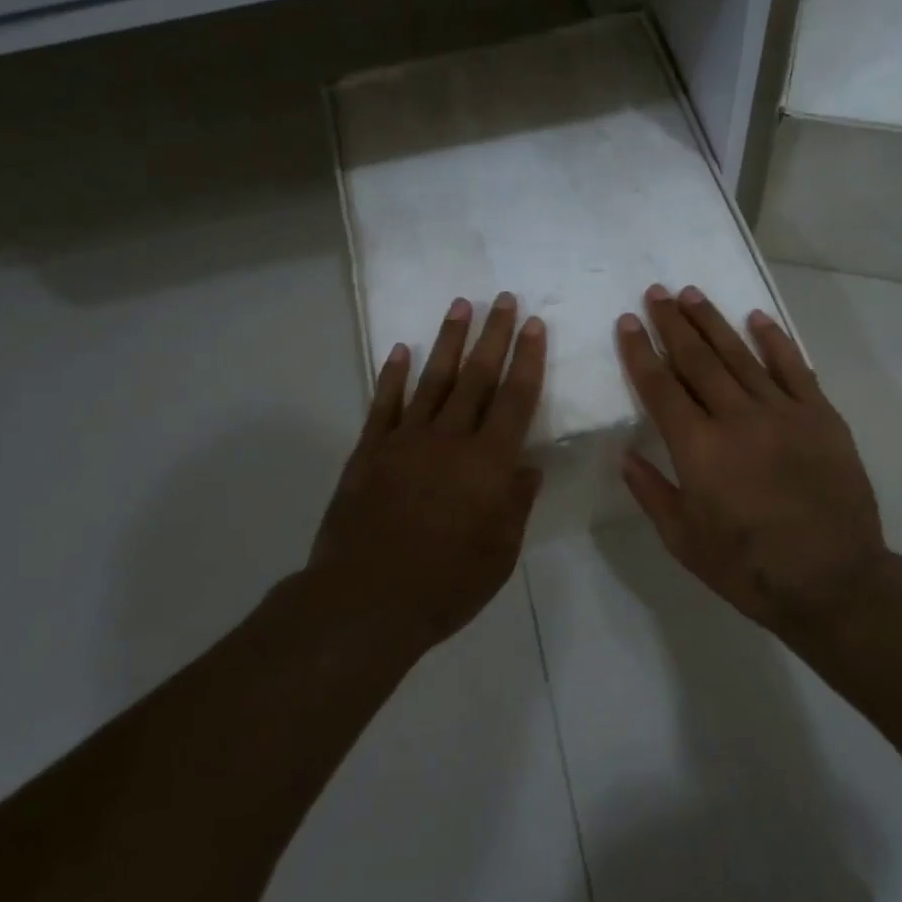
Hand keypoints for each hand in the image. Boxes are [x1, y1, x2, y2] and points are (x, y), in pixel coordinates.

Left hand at [309, 293, 546, 651]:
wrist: (365, 601)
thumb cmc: (445, 584)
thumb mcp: (499, 554)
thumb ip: (515, 505)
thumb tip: (528, 468)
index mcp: (488, 463)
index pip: (515, 399)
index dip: (528, 360)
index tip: (535, 326)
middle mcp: (449, 440)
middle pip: (477, 377)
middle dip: (494, 336)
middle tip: (505, 299)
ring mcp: (405, 441)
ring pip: (433, 380)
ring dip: (448, 341)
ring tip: (461, 306)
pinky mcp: (369, 451)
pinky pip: (384, 404)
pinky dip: (394, 376)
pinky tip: (402, 350)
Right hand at [616, 284, 889, 634]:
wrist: (834, 580)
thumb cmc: (749, 568)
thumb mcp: (684, 541)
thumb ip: (652, 493)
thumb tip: (625, 456)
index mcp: (698, 449)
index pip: (660, 388)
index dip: (640, 352)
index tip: (629, 321)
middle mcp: (736, 419)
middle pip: (697, 360)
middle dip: (673, 323)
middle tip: (656, 291)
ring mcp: (783, 412)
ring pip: (740, 355)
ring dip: (713, 322)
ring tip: (692, 293)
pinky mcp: (820, 416)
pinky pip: (794, 368)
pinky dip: (774, 340)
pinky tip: (756, 318)